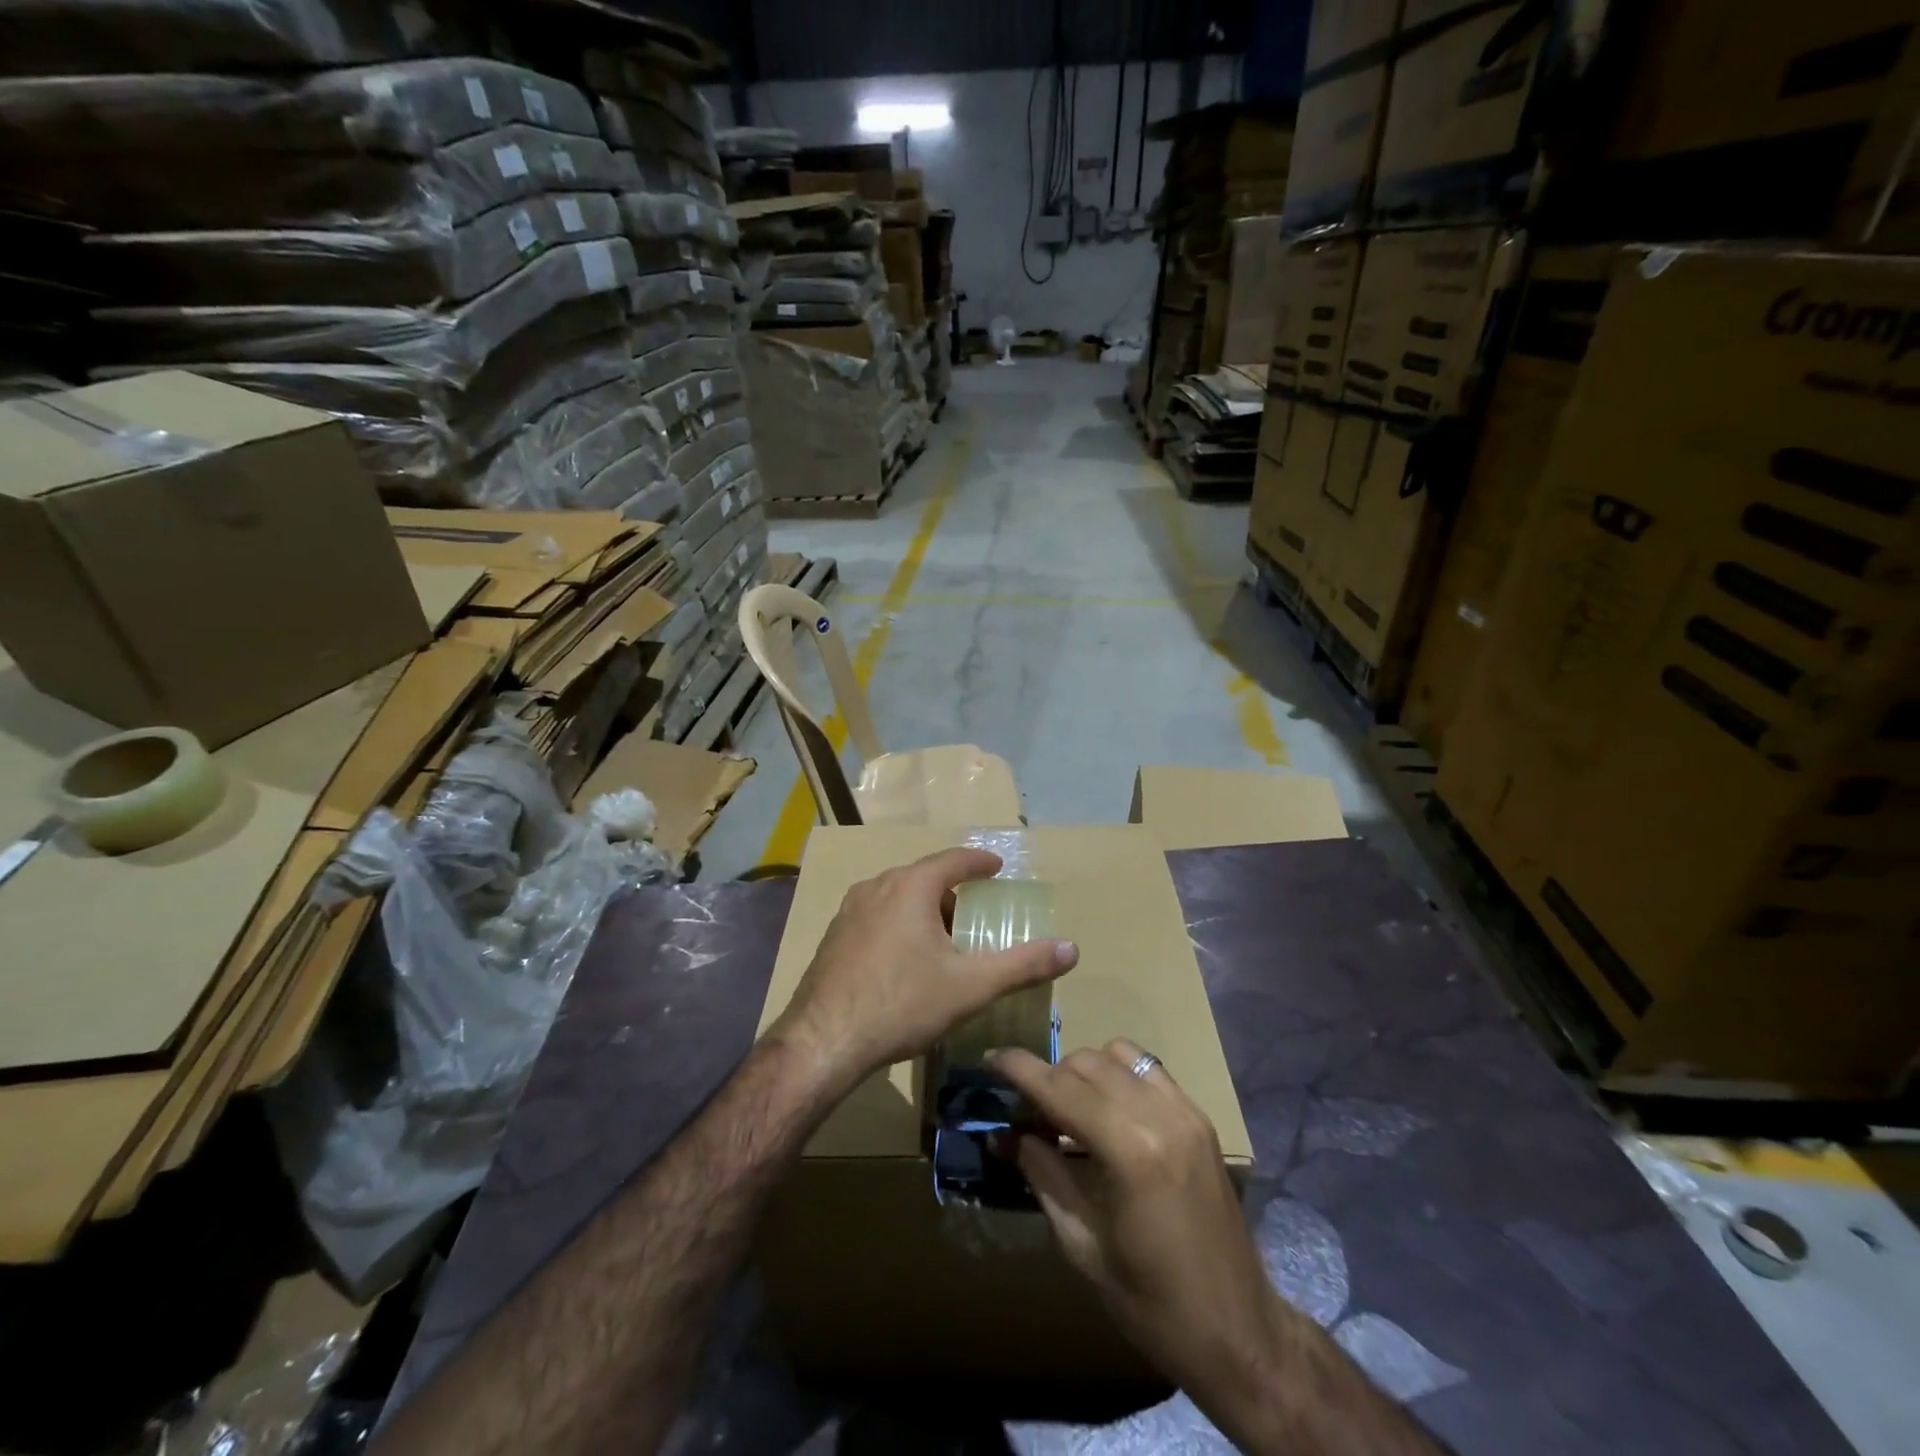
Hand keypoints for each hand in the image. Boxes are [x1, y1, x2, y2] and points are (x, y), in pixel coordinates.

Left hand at [771, 848, 1078, 1094]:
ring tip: (943, 939)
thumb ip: (1023, 965)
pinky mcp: (834, 936)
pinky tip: (905, 960)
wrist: (824, 1041)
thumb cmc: (902, 1004)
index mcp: (910, 887)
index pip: (953, 860)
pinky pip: (876, 916)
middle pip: (924, 878)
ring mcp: (849, 911)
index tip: (997, 866)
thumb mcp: (971, 986)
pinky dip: (899, 924)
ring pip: (897, 897)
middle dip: (952, 892)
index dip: (979, 862)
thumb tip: (1072, 949)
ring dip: (924, 909)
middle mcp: (877, 887)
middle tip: (974, 914)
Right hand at [991, 1040, 1290, 1409]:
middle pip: (1085, 1064)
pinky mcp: (1200, 1117)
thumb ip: (1044, 1176)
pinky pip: (1148, 1068)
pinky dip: (1119, 1074)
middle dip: (1048, 1078)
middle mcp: (1159, 1115)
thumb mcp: (1084, 1246)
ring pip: (1116, 1055)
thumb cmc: (1153, 1304)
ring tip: (1067, 1109)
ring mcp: (1185, 1111)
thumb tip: (1005, 1135)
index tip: (989, 1059)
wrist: (1240, 1333)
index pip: (1060, 1088)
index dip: (1019, 1069)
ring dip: (1083, 1071)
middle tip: (1026, 1111)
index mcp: (1129, 1151)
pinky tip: (1108, 1109)